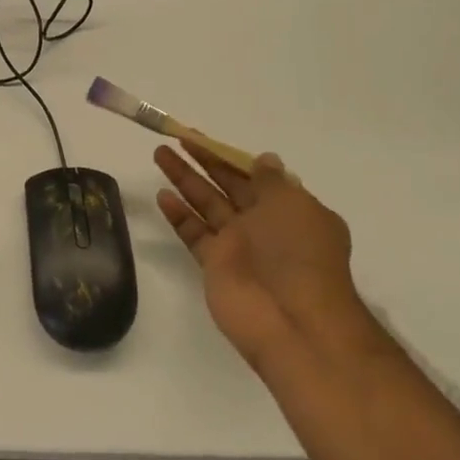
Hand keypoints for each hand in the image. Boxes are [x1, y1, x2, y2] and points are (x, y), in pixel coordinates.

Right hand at [154, 142, 373, 370]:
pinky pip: (194, 233)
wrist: (292, 321)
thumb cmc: (298, 253)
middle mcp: (264, 225)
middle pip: (228, 185)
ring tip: (160, 154)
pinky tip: (162, 195)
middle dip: (204, 161)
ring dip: (184, 179)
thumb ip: (271, 181)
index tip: (203, 138)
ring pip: (206, 204)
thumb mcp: (292, 205)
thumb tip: (264, 160)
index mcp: (290, 209)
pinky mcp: (215, 266)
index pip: (256, 174)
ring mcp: (239, 246)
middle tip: (177, 138)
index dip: (230, 155)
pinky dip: (179, 215)